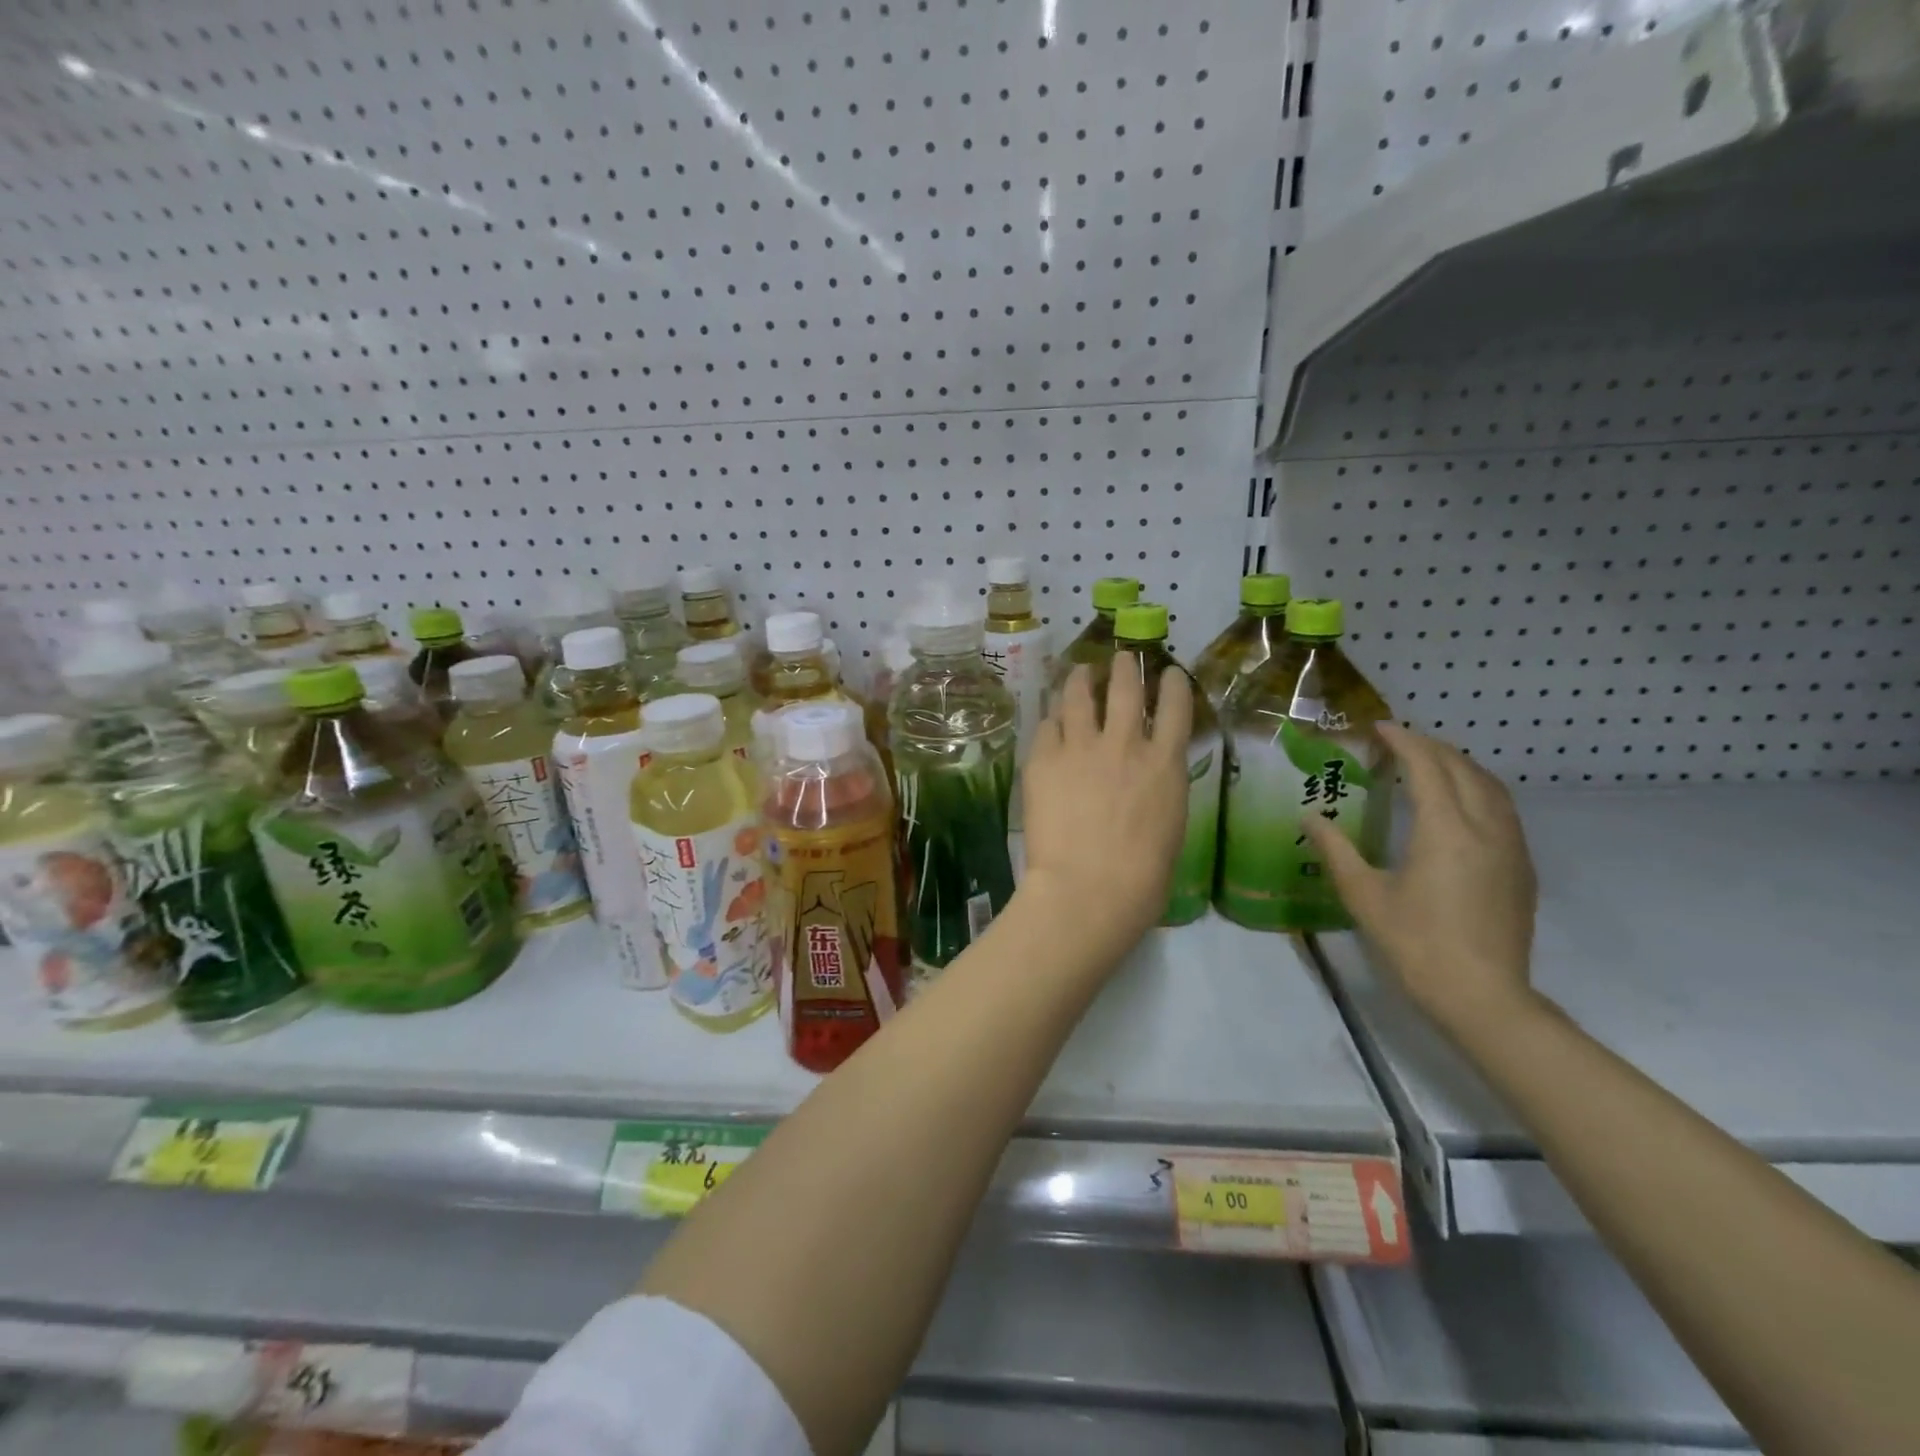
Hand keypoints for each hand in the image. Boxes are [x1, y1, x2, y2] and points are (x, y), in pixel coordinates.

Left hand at [1020, 660, 1192, 958]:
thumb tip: (1147, 777)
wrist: (1088, 890)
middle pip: (1125, 687)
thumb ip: (1159, 789)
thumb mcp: (1169, 826)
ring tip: (1079, 671)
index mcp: (1164, 764)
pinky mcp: (1043, 759)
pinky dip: (1051, 719)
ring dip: (1081, 677)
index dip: (1172, 683)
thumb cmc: (1141, 878)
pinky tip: (1049, 719)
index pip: (1176, 706)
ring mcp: (1080, 747)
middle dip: (1125, 667)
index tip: (1168, 673)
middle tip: (1121, 659)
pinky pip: (1045, 726)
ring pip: (1078, 695)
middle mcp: (1124, 743)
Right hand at [1306, 723, 1537, 1041]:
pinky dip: (1478, 790)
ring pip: (1491, 787)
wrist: (1482, 997)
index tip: (1379, 728)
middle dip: (1431, 747)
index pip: (1427, 767)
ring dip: (1459, 766)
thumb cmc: (1415, 944)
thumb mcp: (1365, 896)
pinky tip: (1458, 804)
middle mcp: (1485, 829)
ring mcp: (1511, 848)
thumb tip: (1310, 817)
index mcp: (1445, 830)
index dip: (1403, 742)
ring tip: (1428, 763)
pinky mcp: (1521, 868)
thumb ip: (1337, 850)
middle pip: (1463, 769)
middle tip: (1398, 742)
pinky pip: (1503, 810)